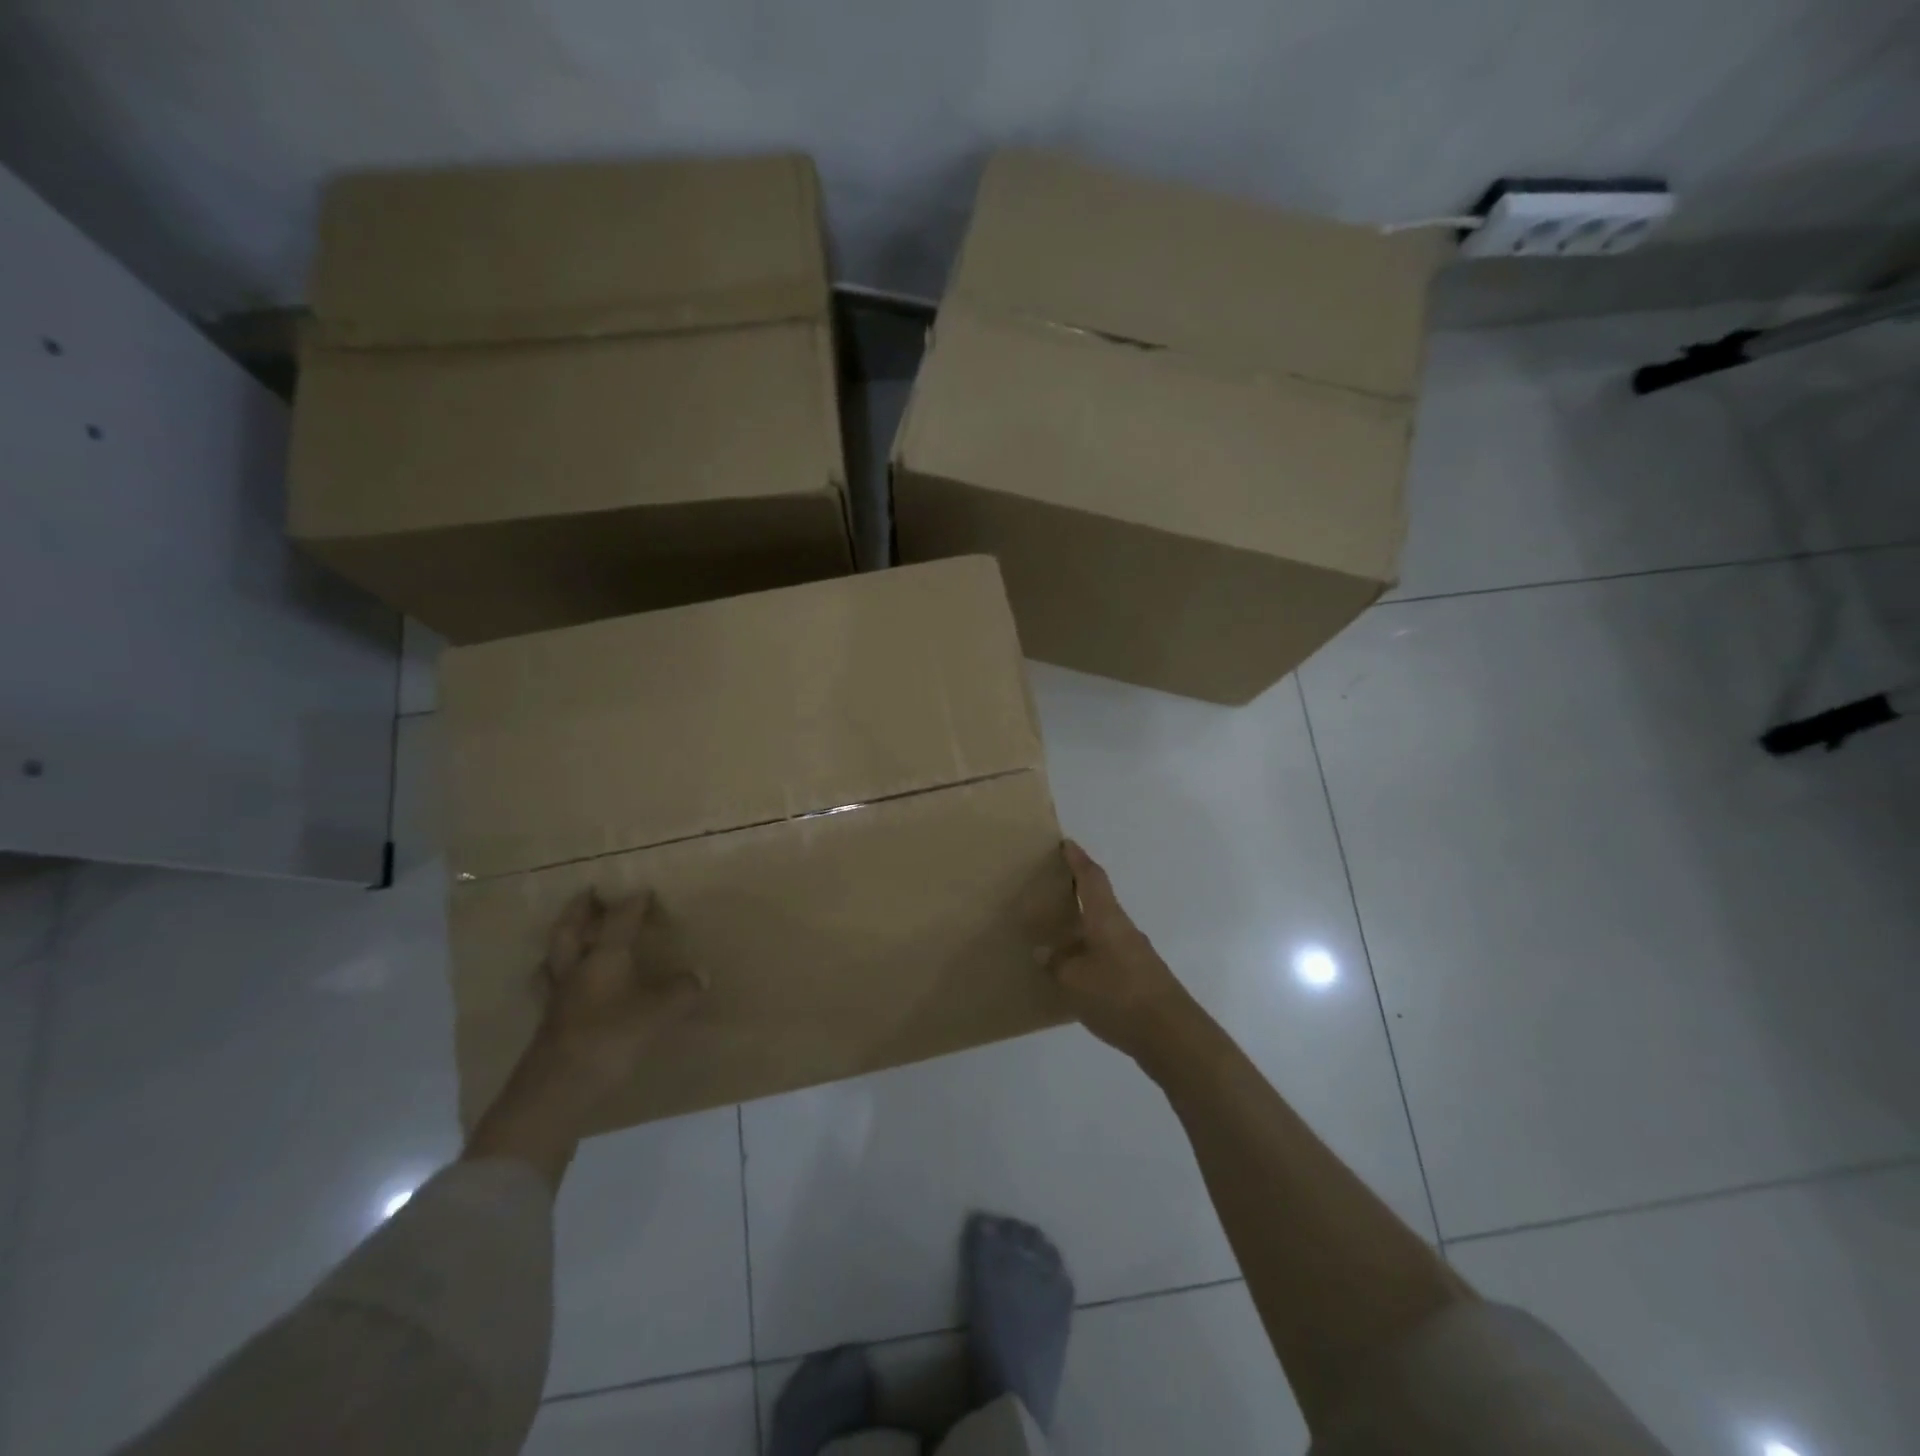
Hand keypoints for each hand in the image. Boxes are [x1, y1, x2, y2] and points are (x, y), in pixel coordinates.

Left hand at [533, 887, 701, 1094]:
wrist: (557, 1090)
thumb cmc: (611, 1038)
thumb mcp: (658, 1013)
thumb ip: (681, 992)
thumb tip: (702, 974)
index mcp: (603, 958)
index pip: (619, 921)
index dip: (632, 904)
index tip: (643, 891)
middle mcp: (576, 971)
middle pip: (570, 932)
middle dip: (578, 911)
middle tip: (586, 894)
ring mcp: (557, 999)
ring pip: (552, 960)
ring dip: (560, 944)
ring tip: (567, 937)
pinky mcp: (549, 1025)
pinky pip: (551, 989)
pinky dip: (558, 979)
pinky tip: (566, 988)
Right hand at [1050, 841, 1198, 1063]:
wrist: (1171, 1035)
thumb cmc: (1119, 995)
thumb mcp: (1075, 979)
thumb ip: (1057, 963)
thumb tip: (1044, 951)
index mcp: (1106, 919)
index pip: (1091, 878)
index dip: (1078, 859)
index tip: (1066, 843)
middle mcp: (1123, 929)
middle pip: (1099, 900)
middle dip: (1077, 891)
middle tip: (1051, 889)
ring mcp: (1135, 954)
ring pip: (1103, 929)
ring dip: (1083, 926)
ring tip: (1057, 934)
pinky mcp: (1140, 977)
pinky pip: (1108, 953)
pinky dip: (1090, 952)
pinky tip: (1077, 971)